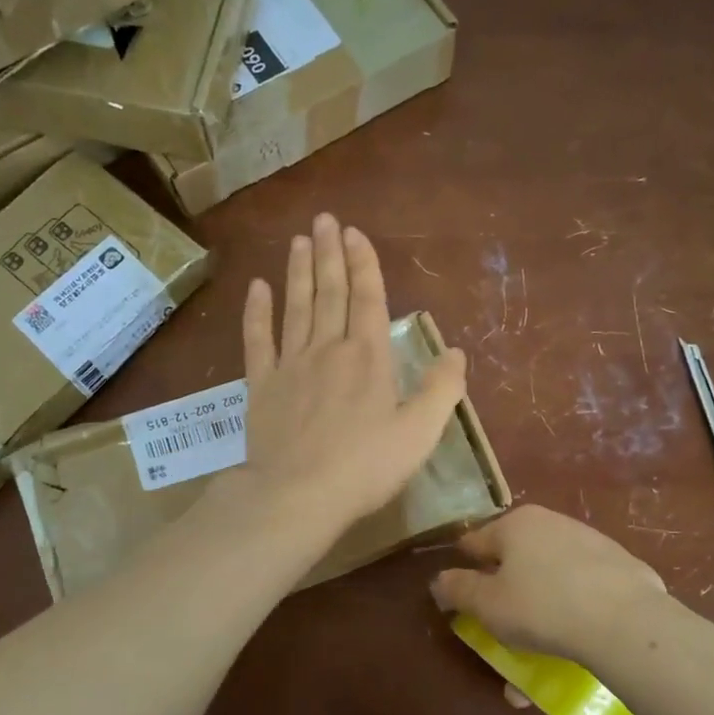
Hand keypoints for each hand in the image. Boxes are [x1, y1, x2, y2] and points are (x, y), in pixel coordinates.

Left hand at [232, 212, 466, 540]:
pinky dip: (256, 312)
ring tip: (298, 240)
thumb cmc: (364, 467)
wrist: (297, 494)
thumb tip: (456, 352)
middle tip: (324, 220)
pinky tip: (257, 288)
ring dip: (298, 272)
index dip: (363, 264)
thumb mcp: (420, 433)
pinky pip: (257, 340)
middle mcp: (328, 349)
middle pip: (329, 293)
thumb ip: (442, 389)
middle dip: (329, 254)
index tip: (354, 233)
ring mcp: (290, 365)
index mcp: (368, 358)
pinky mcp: (261, 386)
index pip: (368, 299)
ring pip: (295, 308)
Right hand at [432, 505, 667, 668]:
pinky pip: (583, 589)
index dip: (464, 571)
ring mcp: (590, 541)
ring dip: (538, 610)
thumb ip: (458, 590)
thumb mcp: (487, 605)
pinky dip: (572, 611)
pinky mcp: (621, 566)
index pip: (475, 543)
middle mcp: (551, 522)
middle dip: (505, 596)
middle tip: (502, 630)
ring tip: (538, 651)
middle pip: (515, 559)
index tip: (462, 599)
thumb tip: (440, 580)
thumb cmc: (542, 606)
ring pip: (550, 577)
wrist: (626, 621)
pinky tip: (574, 642)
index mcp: (515, 524)